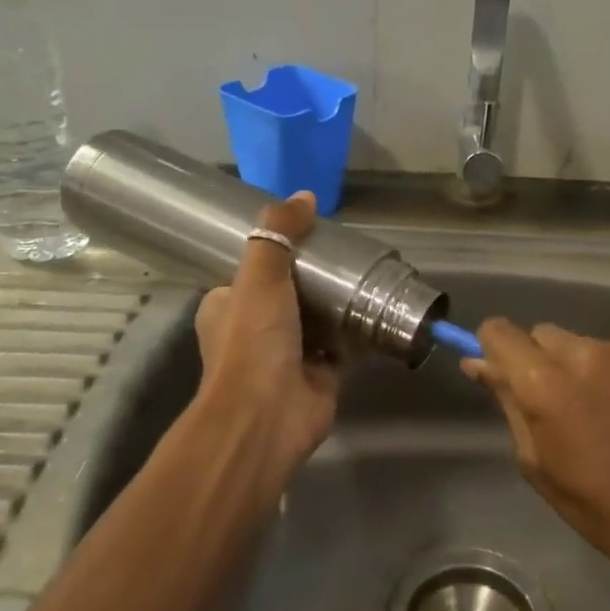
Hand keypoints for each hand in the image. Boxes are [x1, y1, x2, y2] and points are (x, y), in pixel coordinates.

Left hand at [192, 192, 341, 479]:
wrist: (267, 415)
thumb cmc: (253, 341)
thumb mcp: (260, 276)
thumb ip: (279, 235)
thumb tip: (304, 195)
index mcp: (227, 306)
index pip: (250, 271)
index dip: (276, 251)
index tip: (308, 233)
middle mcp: (255, 330)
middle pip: (290, 293)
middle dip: (316, 277)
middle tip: (346, 253)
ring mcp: (288, 355)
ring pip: (318, 320)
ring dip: (339, 303)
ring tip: (369, 274)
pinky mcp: (320, 375)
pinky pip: (344, 345)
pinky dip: (359, 331)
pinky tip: (382, 309)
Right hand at [463, 319, 609, 586]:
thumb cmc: (601, 509)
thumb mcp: (537, 463)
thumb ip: (508, 404)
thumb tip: (479, 364)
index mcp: (546, 383)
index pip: (500, 331)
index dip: (495, 348)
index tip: (504, 371)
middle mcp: (588, 353)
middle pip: (545, 335)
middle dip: (542, 361)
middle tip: (561, 405)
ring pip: (589, 345)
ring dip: (587, 369)